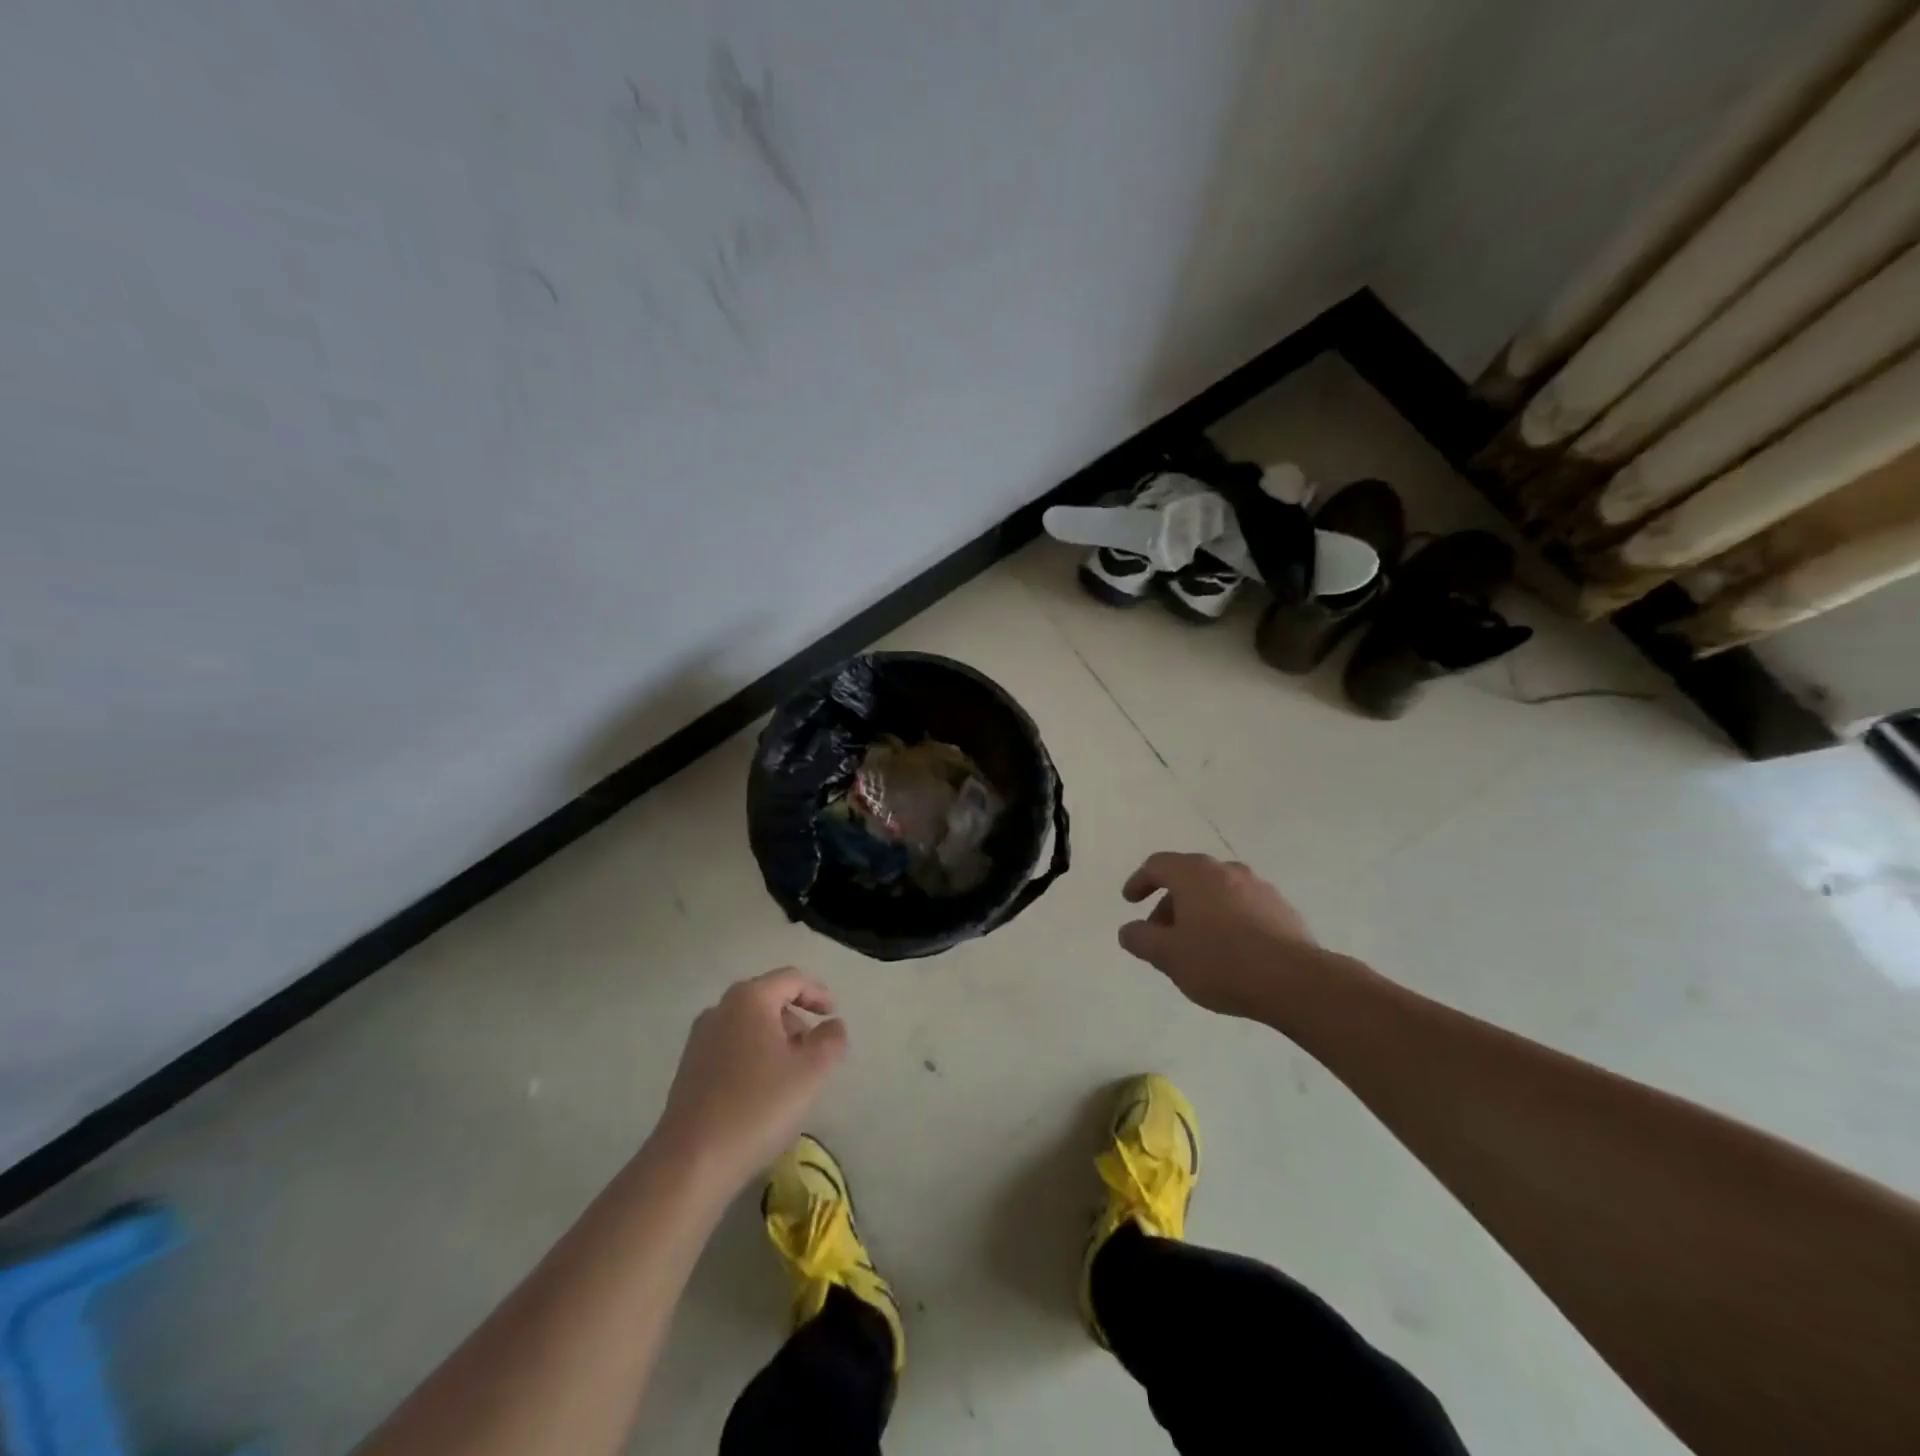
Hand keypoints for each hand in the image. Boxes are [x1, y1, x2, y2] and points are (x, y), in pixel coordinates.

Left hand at [652, 969, 847, 1192]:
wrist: (691, 1162)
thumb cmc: (758, 1106)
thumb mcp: (812, 1071)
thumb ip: (831, 1039)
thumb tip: (832, 1025)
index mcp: (750, 998)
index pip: (792, 979)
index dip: (818, 993)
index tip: (834, 1014)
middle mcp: (721, 1008)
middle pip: (768, 999)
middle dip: (796, 1019)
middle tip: (814, 1050)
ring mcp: (700, 1038)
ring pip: (749, 1024)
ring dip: (775, 1039)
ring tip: (791, 1074)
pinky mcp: (689, 1067)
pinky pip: (731, 1046)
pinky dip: (753, 1055)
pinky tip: (761, 1090)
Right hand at [1118, 852, 1338, 1019]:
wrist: (1295, 981)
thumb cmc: (1221, 962)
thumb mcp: (1167, 955)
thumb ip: (1141, 939)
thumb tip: (1128, 930)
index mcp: (1195, 873)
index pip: (1158, 865)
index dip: (1140, 881)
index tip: (1130, 901)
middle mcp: (1226, 870)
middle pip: (1188, 877)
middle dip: (1169, 903)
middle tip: (1160, 933)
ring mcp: (1259, 887)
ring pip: (1217, 892)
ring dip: (1199, 912)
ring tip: (1194, 946)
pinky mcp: (1282, 910)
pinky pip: (1242, 908)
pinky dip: (1226, 921)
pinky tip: (1228, 952)